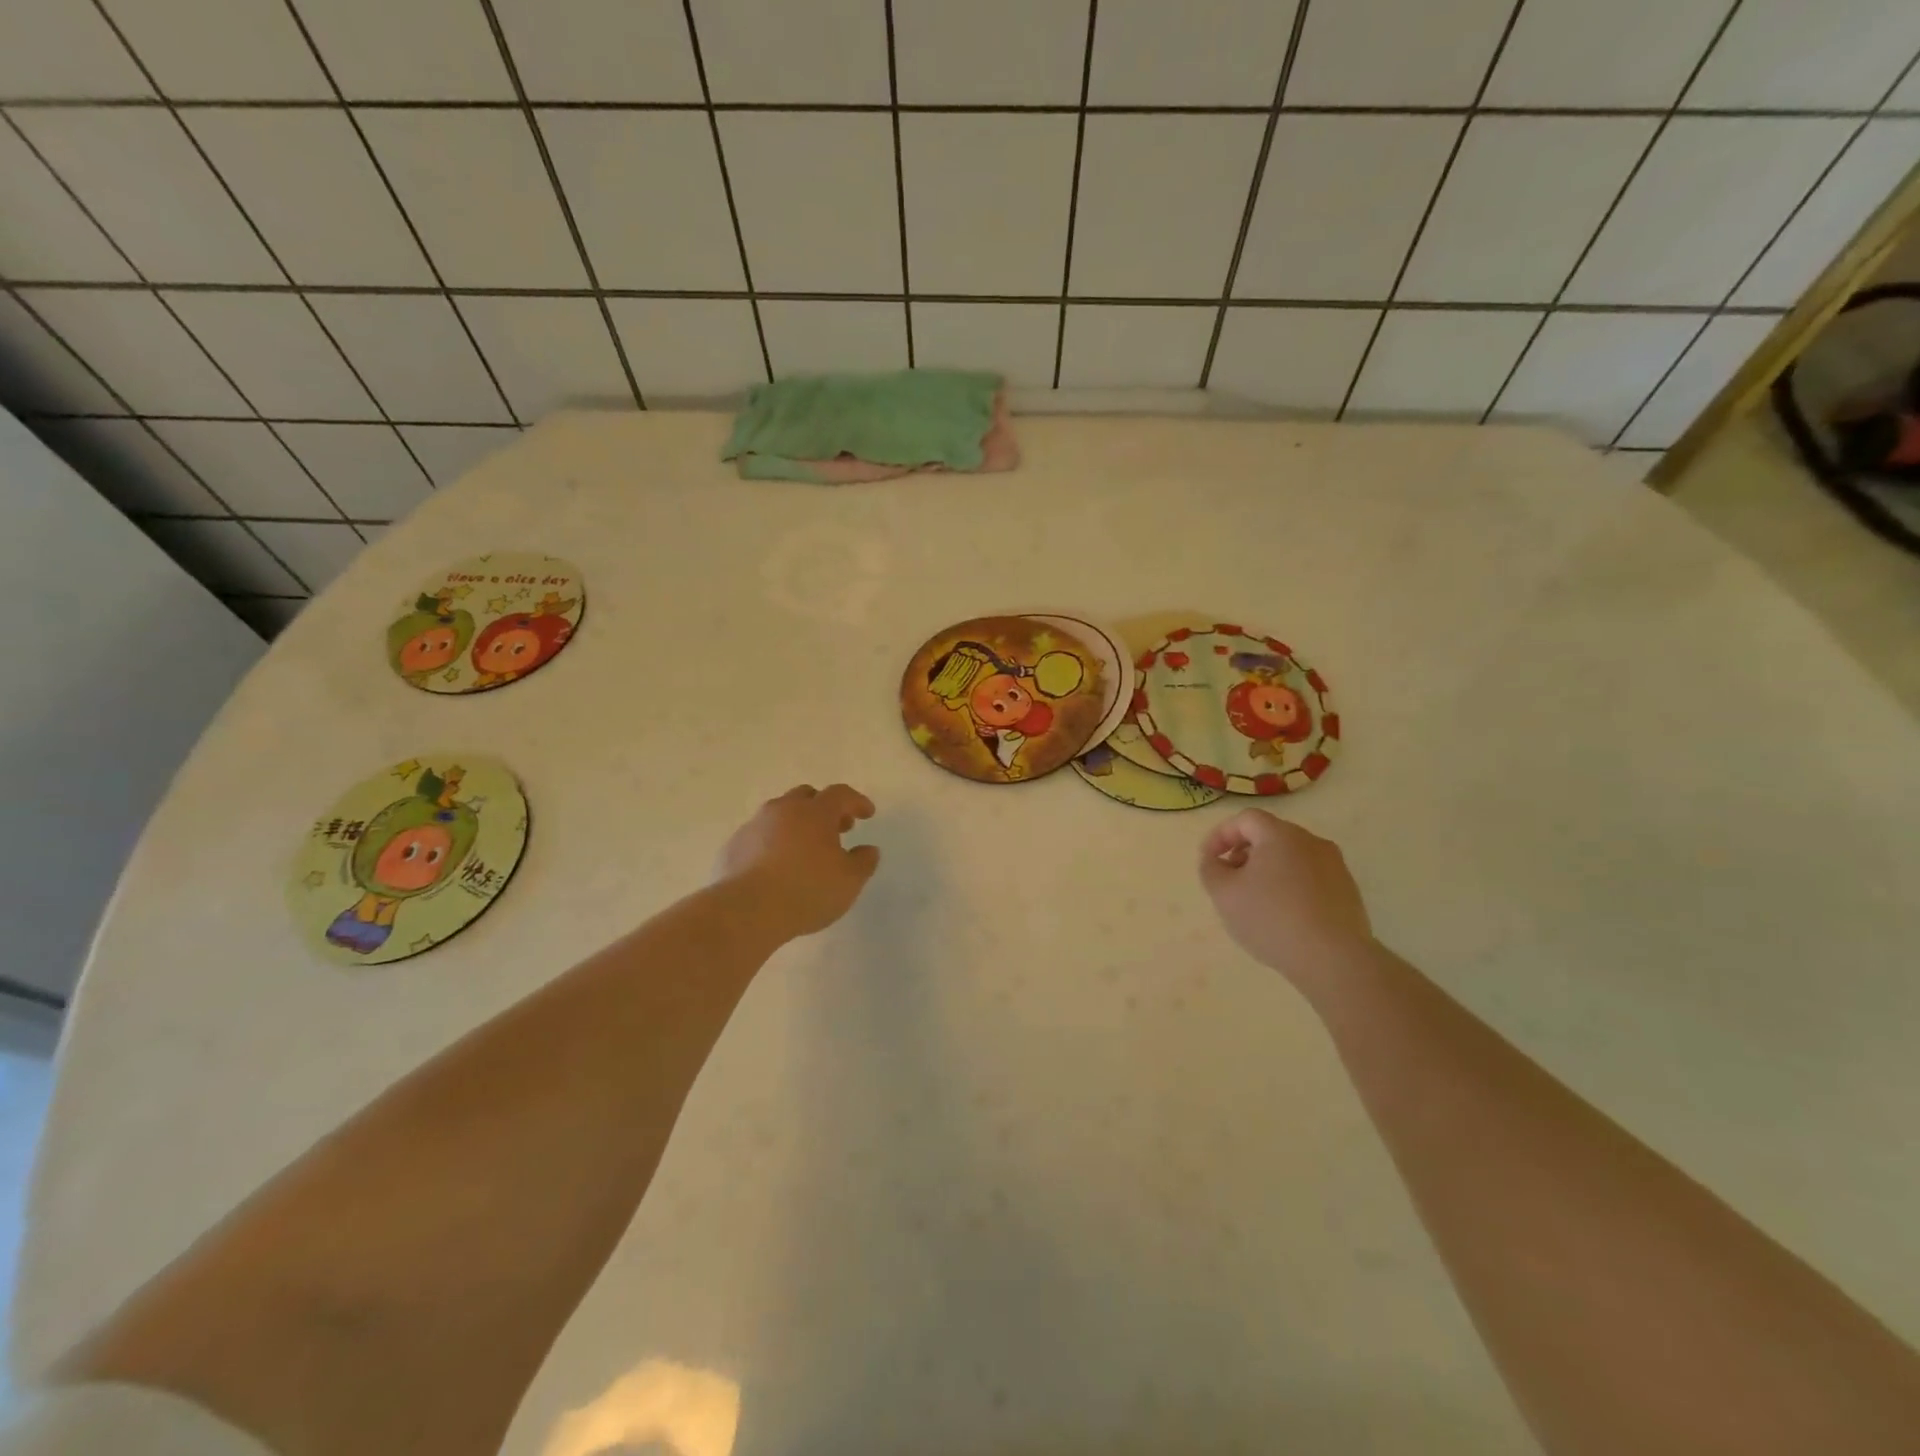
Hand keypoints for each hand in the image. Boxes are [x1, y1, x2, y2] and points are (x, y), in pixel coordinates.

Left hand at [715, 784, 879, 940]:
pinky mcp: (733, 846)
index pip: (841, 794)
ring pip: (780, 814)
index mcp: (815, 812)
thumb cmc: (807, 891)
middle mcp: (784, 810)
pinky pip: (759, 835)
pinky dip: (773, 842)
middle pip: (806, 796)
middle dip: (824, 808)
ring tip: (805, 849)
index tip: (867, 814)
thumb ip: (863, 862)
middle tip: (836, 829)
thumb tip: (868, 850)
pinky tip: (776, 866)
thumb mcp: (849, 881)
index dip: (856, 801)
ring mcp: (755, 825)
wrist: (746, 911)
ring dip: (796, 824)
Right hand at [1199, 810, 1371, 988]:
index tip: (1208, 859)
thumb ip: (1210, 868)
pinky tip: (1283, 915)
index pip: (1245, 819)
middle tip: (1229, 878)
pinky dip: (1290, 886)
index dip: (1220, 835)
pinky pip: (1310, 877)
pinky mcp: (1348, 891)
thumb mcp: (1224, 893)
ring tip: (1255, 900)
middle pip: (1270, 835)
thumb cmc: (1271, 919)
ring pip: (1291, 857)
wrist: (1334, 959)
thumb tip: (1214, 859)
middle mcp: (1311, 841)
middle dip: (1244, 852)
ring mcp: (1334, 866)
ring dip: (1267, 870)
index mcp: (1280, 835)